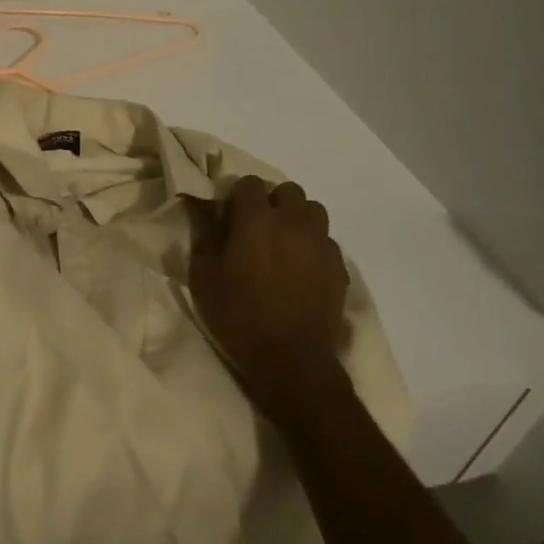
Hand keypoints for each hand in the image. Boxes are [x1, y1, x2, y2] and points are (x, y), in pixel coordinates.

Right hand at [189, 176, 352, 408]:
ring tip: (285, 242)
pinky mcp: (339, 267)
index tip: (230, 215)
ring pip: (313, 210)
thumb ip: (205, 237)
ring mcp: (321, 243)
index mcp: (256, 220)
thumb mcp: (203, 278)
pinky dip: (314, 245)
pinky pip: (327, 241)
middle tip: (259, 227)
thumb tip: (207, 212)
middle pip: (287, 190)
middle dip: (272, 201)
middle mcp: (292, 222)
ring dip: (297, 218)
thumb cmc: (239, 317)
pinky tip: (303, 268)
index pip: (249, 182)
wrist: (292, 361)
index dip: (238, 195)